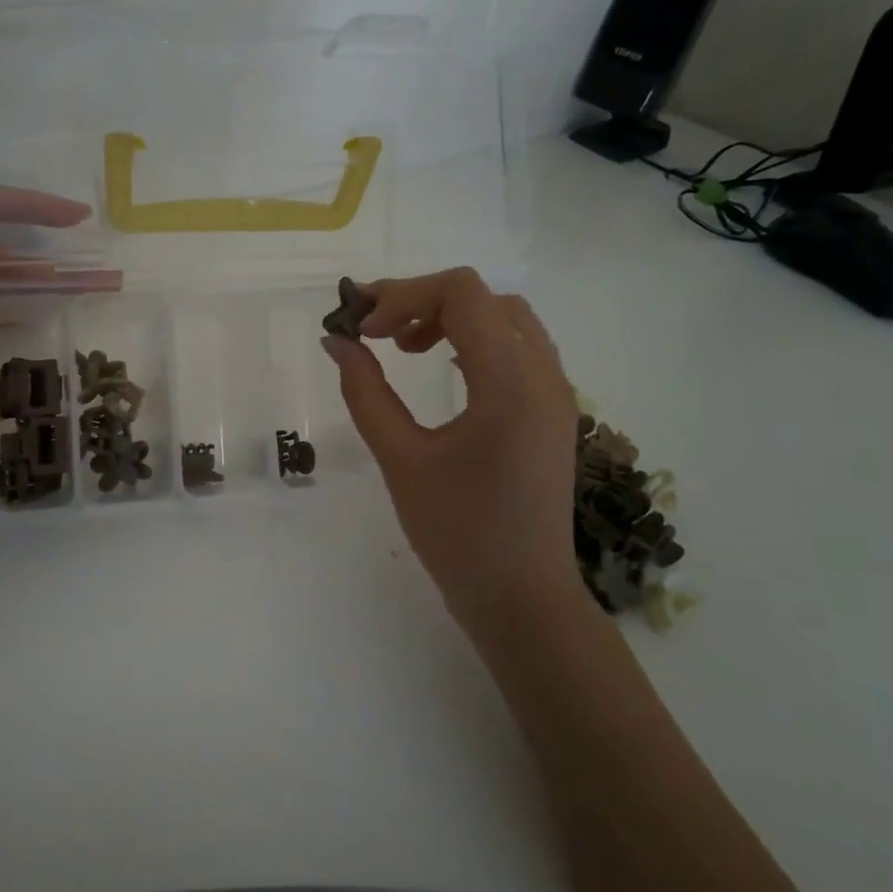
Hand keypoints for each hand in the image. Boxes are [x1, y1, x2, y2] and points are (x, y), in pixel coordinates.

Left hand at [0, 186, 96, 495]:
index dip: (25, 204)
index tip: (76, 219)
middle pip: (0, 244)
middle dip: (49, 243)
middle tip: (97, 259)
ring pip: (11, 279)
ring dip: (54, 276)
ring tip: (101, 284)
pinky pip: (12, 312)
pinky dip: (41, 306)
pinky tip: (69, 313)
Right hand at [321, 268, 581, 640]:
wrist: (521, 598)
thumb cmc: (457, 534)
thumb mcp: (401, 460)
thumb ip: (366, 393)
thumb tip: (336, 342)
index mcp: (510, 384)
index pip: (463, 293)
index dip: (403, 296)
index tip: (362, 331)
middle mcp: (545, 376)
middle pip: (485, 298)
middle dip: (423, 302)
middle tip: (376, 334)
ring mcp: (556, 393)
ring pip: (506, 319)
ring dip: (452, 318)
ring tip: (404, 347)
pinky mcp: (553, 412)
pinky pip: (518, 350)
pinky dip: (475, 341)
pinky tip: (442, 369)